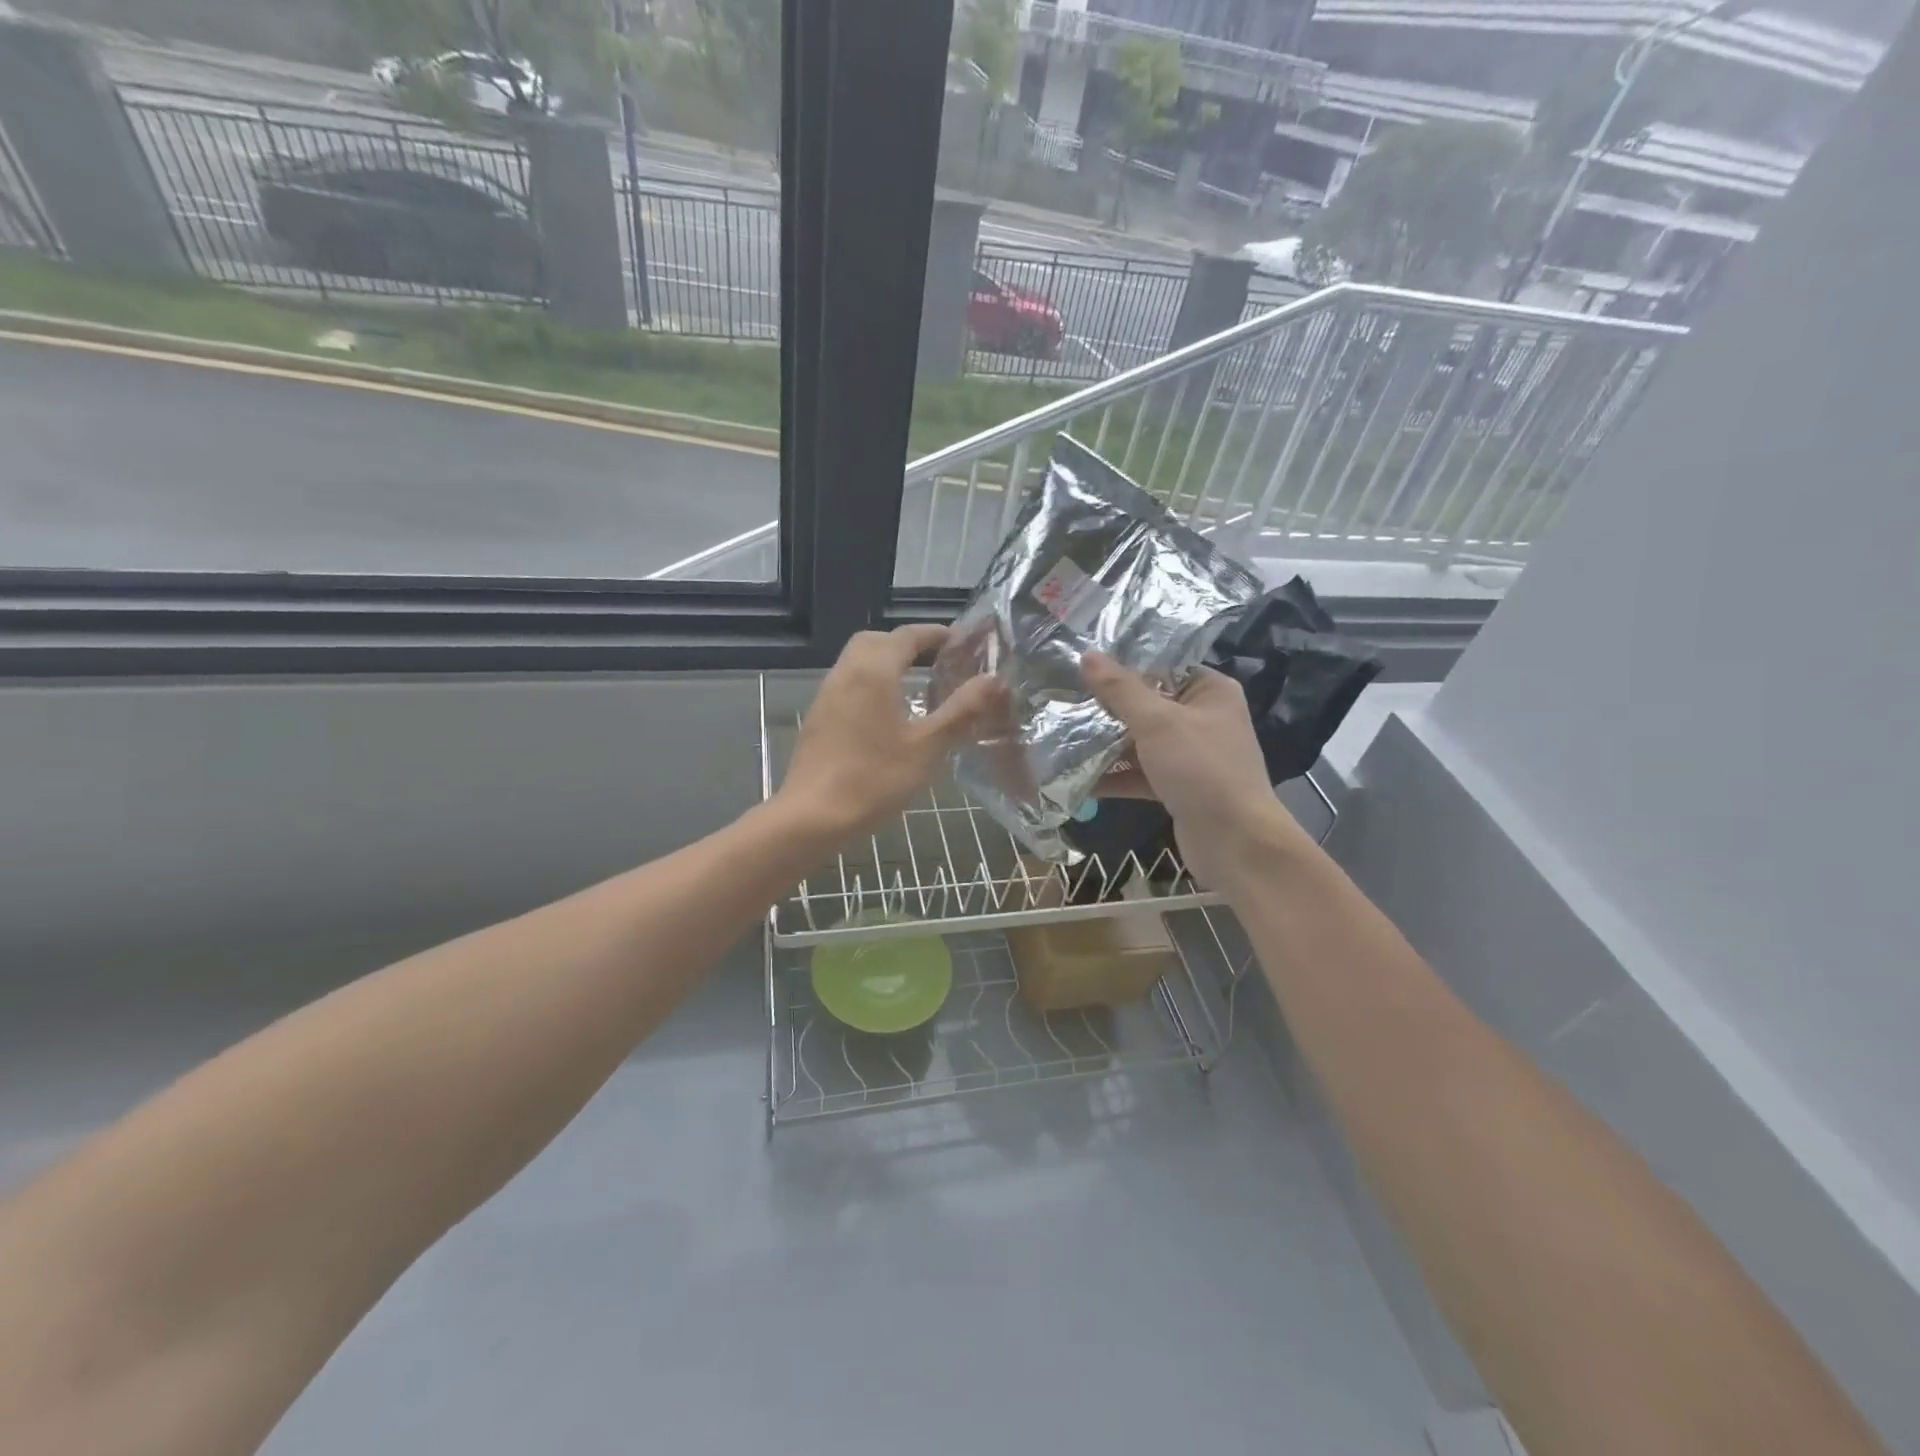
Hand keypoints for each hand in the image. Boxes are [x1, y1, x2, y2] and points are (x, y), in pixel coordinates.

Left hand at [779, 625, 1005, 837]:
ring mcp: (827, 694)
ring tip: (918, 685)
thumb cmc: (875, 779)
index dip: (936, 634)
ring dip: (887, 662)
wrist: (813, 816)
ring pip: (858, 661)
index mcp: (874, 671)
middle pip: (877, 640)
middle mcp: (847, 672)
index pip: (907, 636)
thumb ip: (962, 710)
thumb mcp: (928, 746)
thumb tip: (995, 679)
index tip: (962, 641)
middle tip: (937, 661)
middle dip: (908, 644)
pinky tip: (889, 713)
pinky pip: (848, 683)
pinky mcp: (819, 717)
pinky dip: (871, 682)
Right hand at [1081, 651, 1309, 889]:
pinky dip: (1114, 776)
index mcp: (1209, 691)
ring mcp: (1190, 756)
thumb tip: (1087, 654)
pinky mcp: (1178, 787)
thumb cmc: (1201, 769)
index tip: (1080, 664)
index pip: (1161, 666)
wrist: (1236, 842)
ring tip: (1060, 738)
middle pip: (1146, 705)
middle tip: (1062, 700)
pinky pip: (1140, 774)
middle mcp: (1202, 718)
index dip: (1122, 665)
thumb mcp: (1157, 722)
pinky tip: (1076, 779)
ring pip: (1140, 742)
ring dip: (1105, 745)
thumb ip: (1120, 689)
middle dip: (1106, 708)